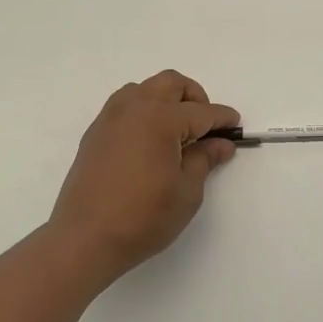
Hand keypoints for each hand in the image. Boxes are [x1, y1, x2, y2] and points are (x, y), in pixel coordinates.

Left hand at [49, 71, 238, 280]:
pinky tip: (150, 142)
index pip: (201, 112)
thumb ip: (204, 160)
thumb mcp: (186, 191)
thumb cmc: (144, 217)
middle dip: (194, 97)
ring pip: (144, 89)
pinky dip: (143, 112)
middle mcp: (133, 108)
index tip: (236, 126)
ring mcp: (110, 119)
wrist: (86, 238)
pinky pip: (124, 107)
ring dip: (165, 99)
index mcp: (160, 119)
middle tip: (205, 126)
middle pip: (171, 83)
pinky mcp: (95, 134)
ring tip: (176, 132)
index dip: (222, 119)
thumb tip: (220, 144)